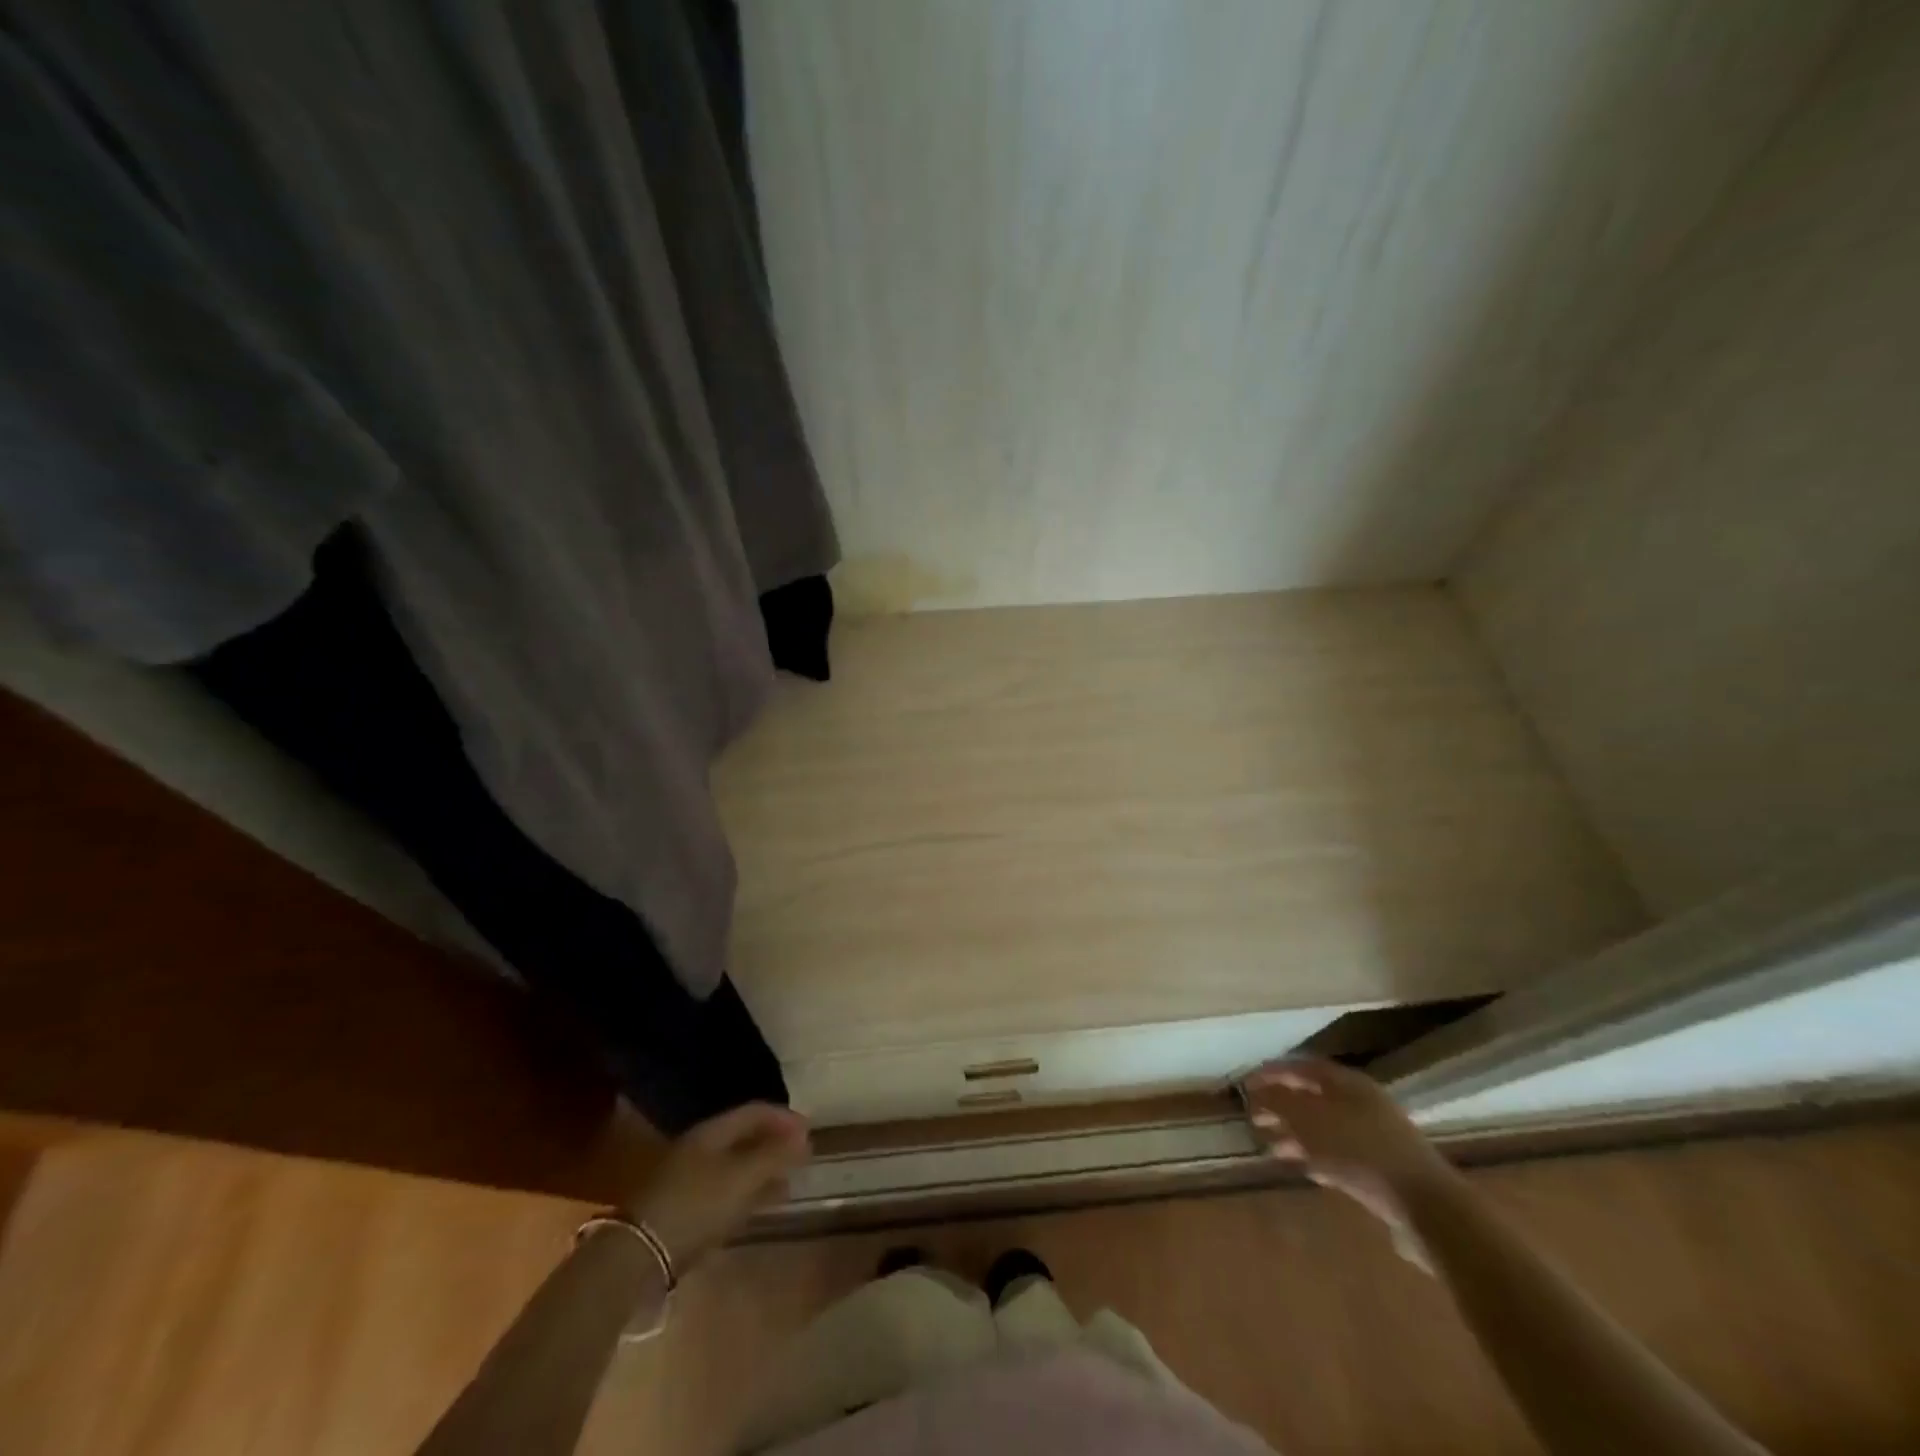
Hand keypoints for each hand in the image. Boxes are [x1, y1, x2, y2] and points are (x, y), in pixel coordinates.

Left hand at [626, 1103, 810, 1271]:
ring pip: (734, 1166)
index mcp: (711, 1132)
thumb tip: (804, 1136)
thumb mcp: (741, 1178)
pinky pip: (723, 1191)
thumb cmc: (695, 1206)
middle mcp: (698, 1149)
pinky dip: (745, 1194)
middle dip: (774, 1144)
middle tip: (801, 1156)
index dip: (784, 1117)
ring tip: (787, 1183)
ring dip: (762, 1171)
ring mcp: (687, 1180)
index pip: (754, 1111)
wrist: (636, 1257)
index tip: (810, 1130)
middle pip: (743, 1137)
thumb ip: (774, 1155)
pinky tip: (757, 1208)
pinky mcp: (681, 1210)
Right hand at [1242, 1056, 1455, 1269]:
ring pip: (1326, 1128)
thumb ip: (1280, 1104)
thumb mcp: (1312, 1123)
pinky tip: (1303, 1168)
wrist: (1428, 1210)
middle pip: (1314, 1097)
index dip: (1273, 1072)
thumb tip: (1256, 1092)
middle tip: (1254, 1117)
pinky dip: (1317, 1157)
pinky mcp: (1383, 1170)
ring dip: (1296, 1135)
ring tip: (1271, 1147)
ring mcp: (1376, 1138)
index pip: (1303, 1067)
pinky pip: (1341, 1154)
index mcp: (1349, 1084)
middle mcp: (1363, 1104)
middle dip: (1282, 1106)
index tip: (1246, 1084)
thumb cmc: (1363, 1154)